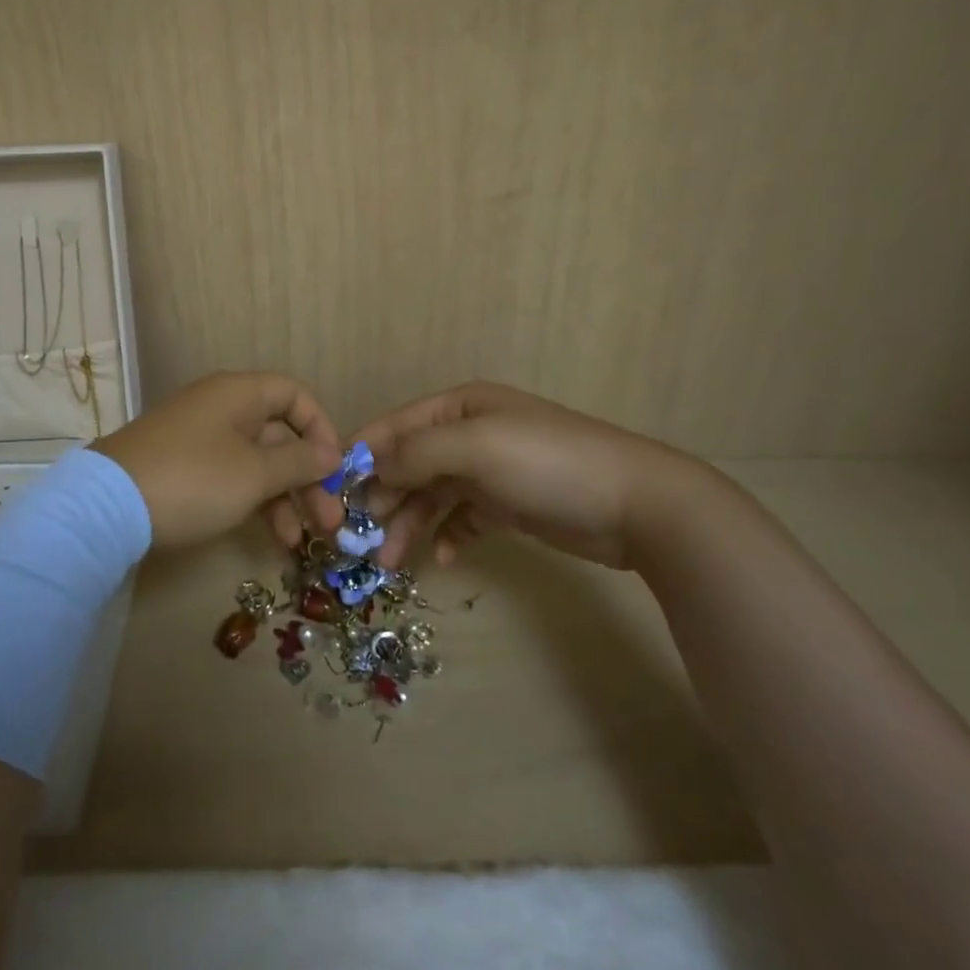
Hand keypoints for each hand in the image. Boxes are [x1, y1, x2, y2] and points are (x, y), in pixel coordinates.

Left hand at [94, 372, 343, 550]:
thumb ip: (299, 462)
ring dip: (285, 499)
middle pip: (279, 435)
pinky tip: (272, 539)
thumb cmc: (194, 480)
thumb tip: (332, 454)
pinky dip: (255, 503)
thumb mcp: (255, 474)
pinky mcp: (185, 469)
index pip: (295, 395)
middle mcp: (222, 408)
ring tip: (302, 542)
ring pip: (257, 462)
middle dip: (308, 478)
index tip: (336, 468)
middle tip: (331, 521)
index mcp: (240, 394)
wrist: (107, 508)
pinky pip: (233, 478)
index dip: (322, 428)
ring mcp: (201, 439)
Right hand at [356, 381, 702, 569]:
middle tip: (359, 540)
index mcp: (460, 408)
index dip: (363, 456)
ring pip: (433, 496)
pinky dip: (448, 535)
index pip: (395, 427)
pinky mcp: (509, 504)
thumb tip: (369, 464)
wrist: (636, 504)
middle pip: (410, 464)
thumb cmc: (548, 463)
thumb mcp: (476, 447)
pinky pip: (463, 518)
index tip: (332, 493)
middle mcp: (470, 434)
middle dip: (384, 499)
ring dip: (410, 525)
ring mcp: (490, 470)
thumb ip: (417, 452)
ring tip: (391, 562)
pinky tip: (442, 557)